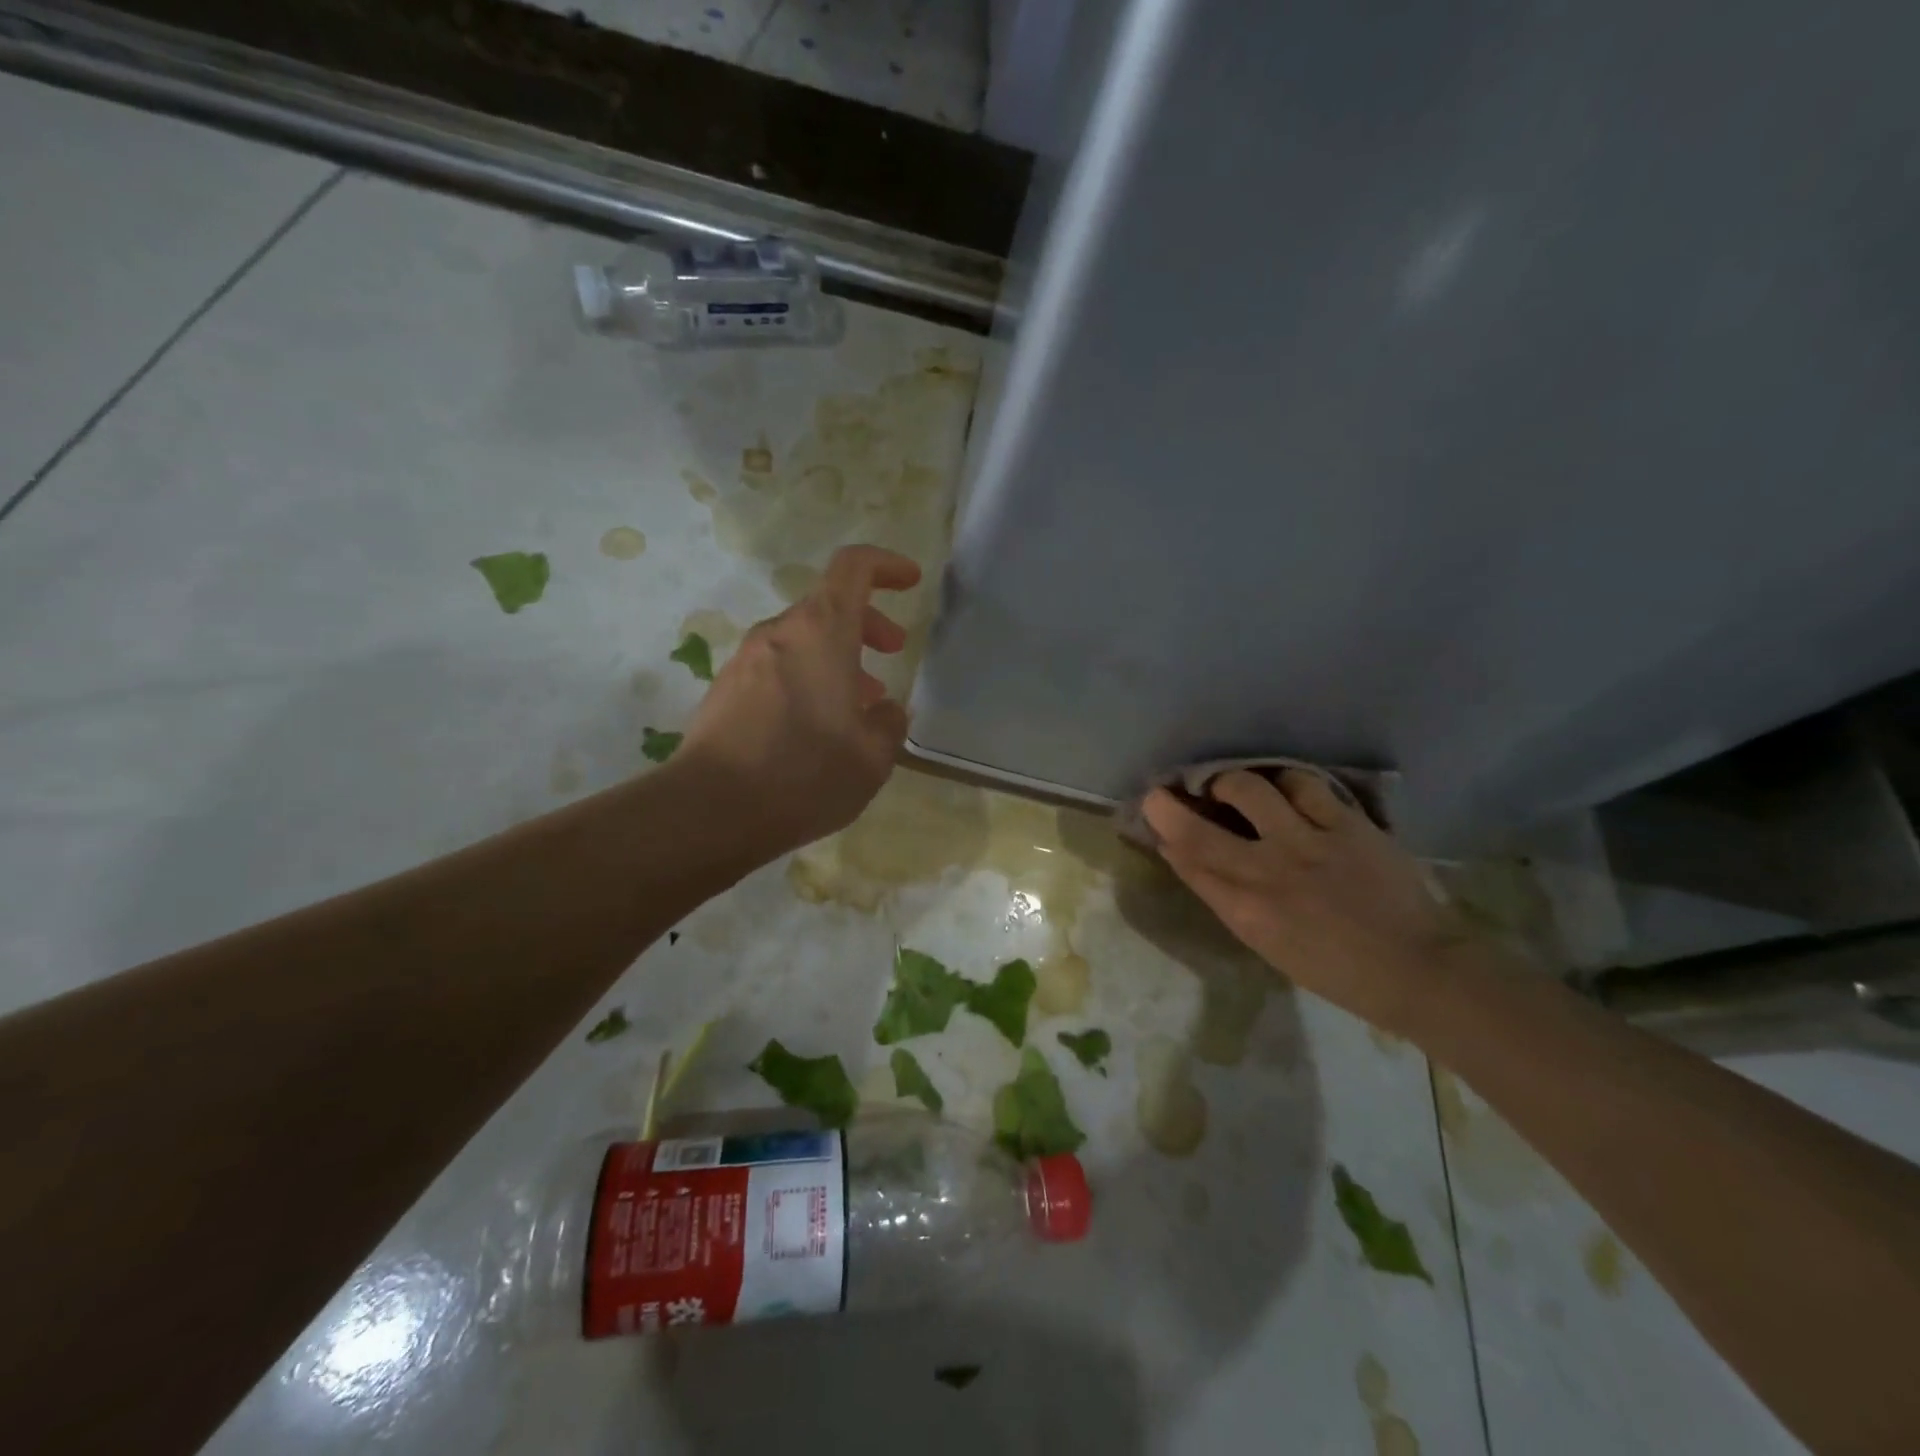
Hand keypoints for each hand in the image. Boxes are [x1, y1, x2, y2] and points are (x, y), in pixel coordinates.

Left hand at [678, 544, 920, 854]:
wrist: (711, 810)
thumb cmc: (805, 774)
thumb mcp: (872, 758)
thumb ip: (888, 724)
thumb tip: (884, 710)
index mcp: (821, 632)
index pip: (853, 567)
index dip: (886, 565)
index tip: (910, 581)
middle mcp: (780, 633)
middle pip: (828, 605)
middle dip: (867, 622)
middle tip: (892, 651)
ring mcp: (746, 660)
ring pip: (802, 639)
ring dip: (837, 656)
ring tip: (859, 701)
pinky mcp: (725, 689)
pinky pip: (777, 666)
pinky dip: (807, 677)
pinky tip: (816, 725)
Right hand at [1142, 770, 1470, 1032]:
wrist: (1418, 970)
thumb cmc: (1336, 970)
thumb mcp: (1267, 945)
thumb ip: (1226, 898)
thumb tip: (1189, 858)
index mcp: (1246, 912)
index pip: (1186, 860)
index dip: (1163, 832)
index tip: (1154, 815)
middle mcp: (1267, 872)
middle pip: (1198, 827)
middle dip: (1167, 804)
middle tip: (1164, 792)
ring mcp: (1307, 842)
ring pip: (1248, 788)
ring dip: (1228, 781)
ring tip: (1229, 784)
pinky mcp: (1346, 824)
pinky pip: (1302, 784)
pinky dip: (1282, 781)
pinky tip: (1281, 787)